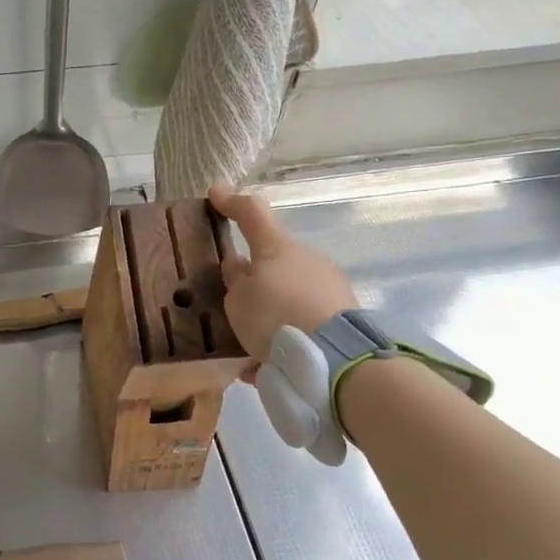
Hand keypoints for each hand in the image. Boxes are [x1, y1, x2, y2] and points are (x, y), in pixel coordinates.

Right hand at [209, 187, 357, 363]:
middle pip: (273, 260)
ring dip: (271, 312)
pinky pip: (304, 320)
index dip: (231, 202)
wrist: (335, 359)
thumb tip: (237, 264)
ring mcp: (329, 285)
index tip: (216, 193)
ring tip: (251, 345)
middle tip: (234, 302)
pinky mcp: (343, 315)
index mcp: (276, 247)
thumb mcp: (237, 301)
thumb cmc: (275, 317)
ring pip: (289, 293)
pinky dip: (287, 337)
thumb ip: (235, 280)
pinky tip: (271, 365)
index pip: (252, 213)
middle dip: (255, 277)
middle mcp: (306, 259)